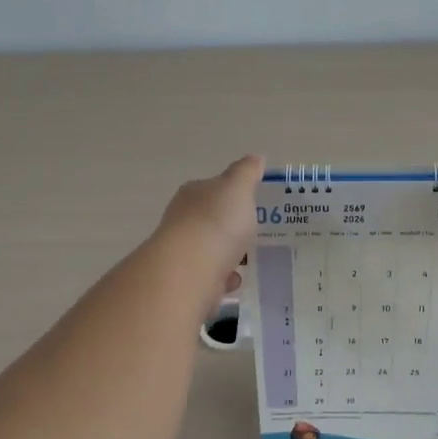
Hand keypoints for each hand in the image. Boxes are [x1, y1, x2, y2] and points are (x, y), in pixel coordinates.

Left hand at [155, 155, 263, 300]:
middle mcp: (182, 220)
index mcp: (193, 194)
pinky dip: (223, 278)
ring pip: (210, 250)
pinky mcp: (187, 280)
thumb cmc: (217, 222)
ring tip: (251, 259)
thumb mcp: (238, 188)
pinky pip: (211, 276)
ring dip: (228, 254)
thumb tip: (255, 157)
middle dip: (230, 227)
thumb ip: (247, 172)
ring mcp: (183, 252)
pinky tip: (236, 281)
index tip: (250, 203)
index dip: (231, 194)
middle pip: (210, 220)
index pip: (211, 188)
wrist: (190, 270)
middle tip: (255, 233)